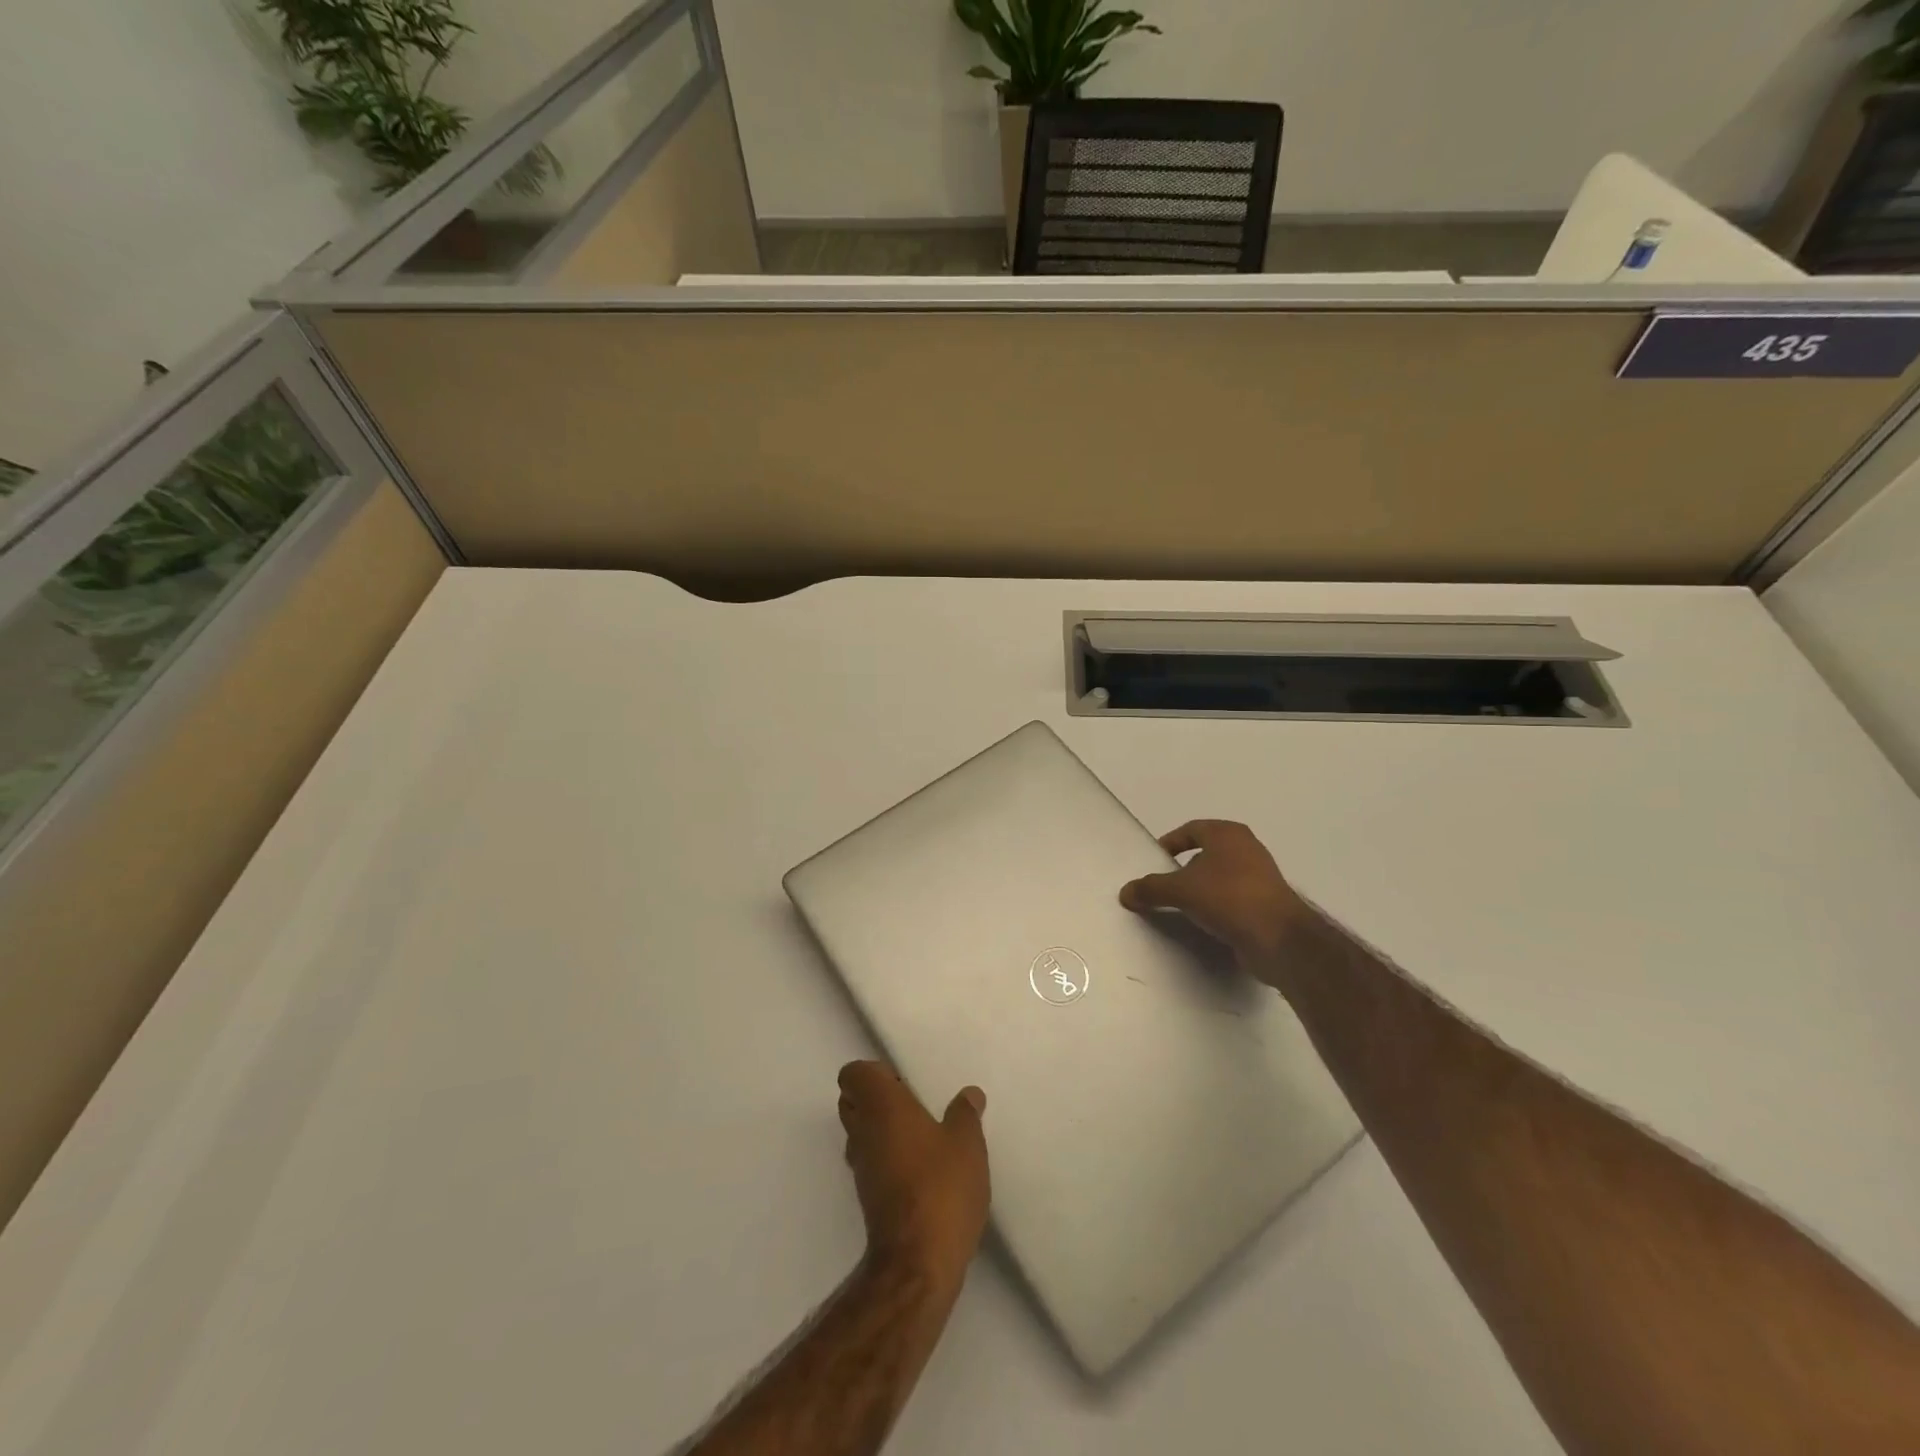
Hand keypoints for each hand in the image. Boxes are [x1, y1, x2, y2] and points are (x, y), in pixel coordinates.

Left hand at [837, 1061, 989, 1291]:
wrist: (917, 1264)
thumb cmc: (941, 1188)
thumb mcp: (966, 1144)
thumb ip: (965, 1114)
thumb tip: (970, 1095)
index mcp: (881, 1106)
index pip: (853, 1074)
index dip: (872, 1072)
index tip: (902, 1081)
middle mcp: (863, 1131)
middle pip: (851, 1101)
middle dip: (874, 1097)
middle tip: (912, 1103)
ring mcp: (861, 1168)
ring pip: (858, 1132)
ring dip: (880, 1128)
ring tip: (920, 1134)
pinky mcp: (867, 1197)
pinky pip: (869, 1161)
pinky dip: (885, 1156)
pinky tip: (919, 1167)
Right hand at [1119, 819, 1316, 982]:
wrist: (1279, 938)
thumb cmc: (1228, 898)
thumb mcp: (1180, 890)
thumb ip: (1150, 888)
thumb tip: (1125, 892)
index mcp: (1228, 834)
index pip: (1191, 829)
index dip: (1170, 842)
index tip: (1154, 861)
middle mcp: (1247, 849)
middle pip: (1206, 853)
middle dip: (1183, 869)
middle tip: (1163, 886)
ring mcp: (1260, 877)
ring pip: (1220, 877)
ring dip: (1200, 890)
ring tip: (1180, 907)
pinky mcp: (1266, 904)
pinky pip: (1232, 899)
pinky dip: (1216, 907)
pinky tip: (1203, 924)